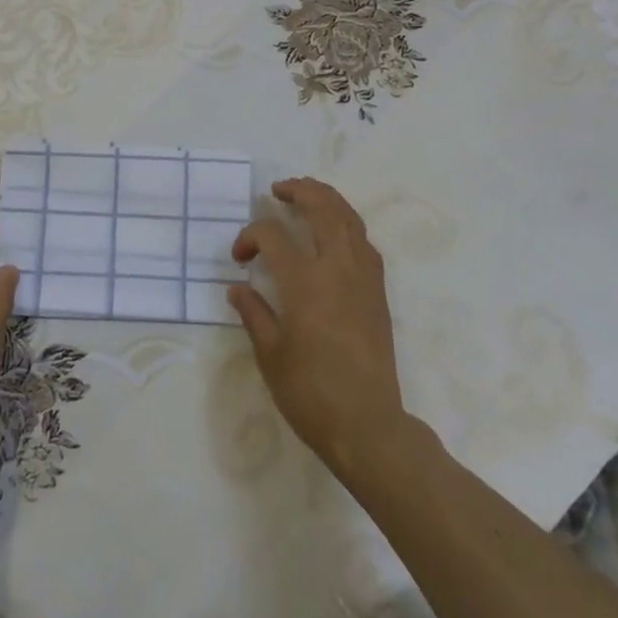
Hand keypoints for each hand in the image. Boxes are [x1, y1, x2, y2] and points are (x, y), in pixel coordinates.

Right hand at [228, 178, 407, 471]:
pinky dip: (347, 225)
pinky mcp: (378, 292)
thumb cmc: (311, 393)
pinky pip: (364, 242)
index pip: (273, 236)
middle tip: (278, 191)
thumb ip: (253, 313)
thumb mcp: (270, 355)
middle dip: (298, 191)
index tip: (239, 258)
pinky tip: (334, 234)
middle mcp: (337, 269)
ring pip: (349, 218)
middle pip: (322, 208)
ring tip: (307, 196)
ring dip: (326, 199)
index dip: (250, 237)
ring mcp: (363, 277)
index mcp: (305, 282)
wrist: (368, 426)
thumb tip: (238, 288)